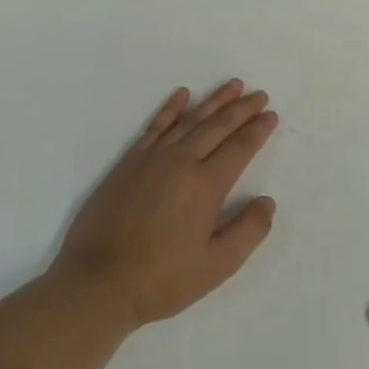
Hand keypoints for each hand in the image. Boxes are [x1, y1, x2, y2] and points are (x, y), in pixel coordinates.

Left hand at [51, 81, 278, 330]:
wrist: (97, 282)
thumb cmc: (161, 280)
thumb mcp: (216, 266)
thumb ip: (247, 231)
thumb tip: (267, 202)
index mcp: (206, 186)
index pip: (239, 148)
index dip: (257, 130)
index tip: (271, 115)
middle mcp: (181, 162)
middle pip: (217, 126)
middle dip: (241, 109)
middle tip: (259, 94)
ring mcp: (152, 159)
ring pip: (189, 120)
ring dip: (213, 101)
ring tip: (232, 86)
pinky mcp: (128, 163)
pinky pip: (154, 126)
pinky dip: (170, 108)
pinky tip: (182, 95)